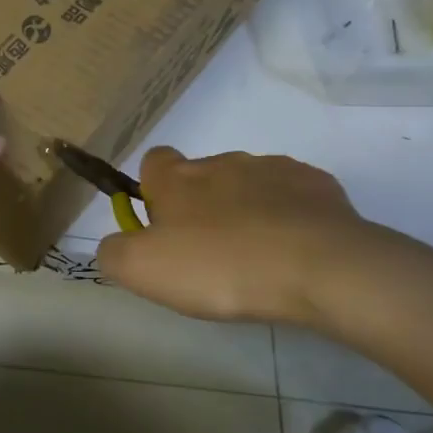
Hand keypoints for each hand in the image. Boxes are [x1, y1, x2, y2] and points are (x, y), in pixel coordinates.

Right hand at [96, 146, 392, 325]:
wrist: (319, 267)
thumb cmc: (220, 266)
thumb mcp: (143, 270)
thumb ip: (114, 253)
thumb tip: (113, 244)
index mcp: (178, 177)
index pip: (153, 162)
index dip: (153, 192)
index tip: (163, 229)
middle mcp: (223, 161)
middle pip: (201, 176)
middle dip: (202, 207)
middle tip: (210, 256)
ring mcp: (274, 169)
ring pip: (248, 185)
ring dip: (245, 212)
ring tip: (256, 259)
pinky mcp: (317, 186)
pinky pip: (293, 197)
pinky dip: (288, 218)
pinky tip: (294, 252)